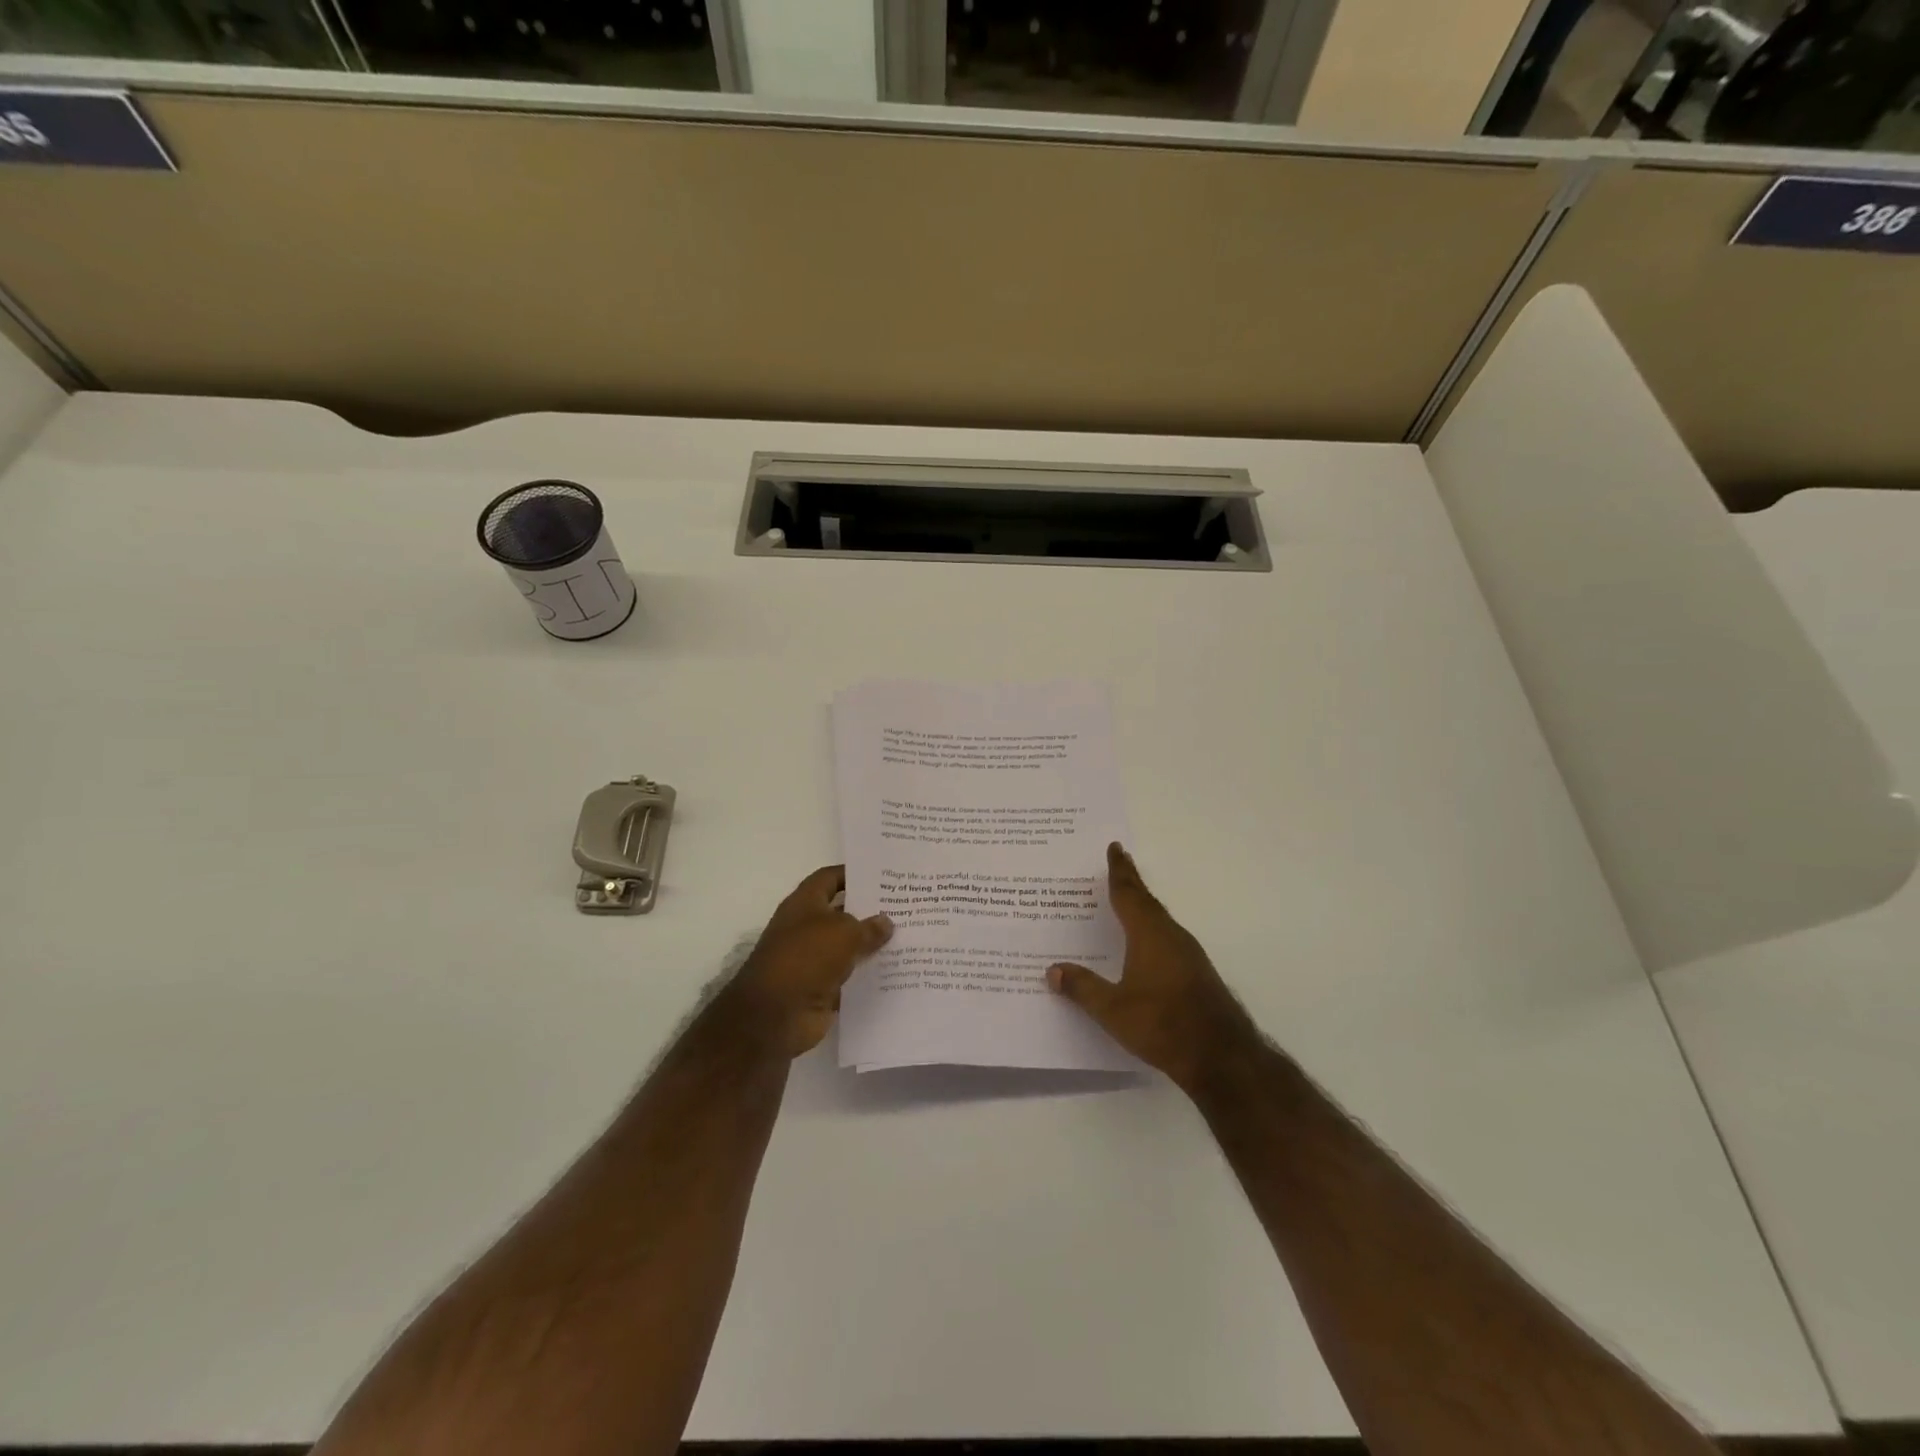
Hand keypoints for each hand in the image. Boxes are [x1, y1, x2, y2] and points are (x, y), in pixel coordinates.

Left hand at [723, 865, 892, 1058]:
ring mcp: (813, 960)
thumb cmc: (806, 958)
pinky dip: (867, 975)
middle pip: (842, 913)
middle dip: (870, 911)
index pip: (829, 878)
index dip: (853, 874)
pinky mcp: (820, 988)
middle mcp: (806, 928)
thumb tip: (886, 922)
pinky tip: (896, 970)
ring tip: (907, 937)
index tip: (882, 876)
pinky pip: (849, 977)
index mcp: (804, 904)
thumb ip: (868, 926)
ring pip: (848, 947)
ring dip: (872, 945)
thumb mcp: (843, 933)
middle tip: (904, 906)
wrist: (775, 1015)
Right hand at [1047, 842, 1256, 1092]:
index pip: (1129, 893)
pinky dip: (1150, 930)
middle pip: (1146, 901)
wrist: (1221, 1056)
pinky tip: (1142, 946)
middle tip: (1117, 865)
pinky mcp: (1196, 973)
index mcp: (1149, 933)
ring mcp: (1188, 954)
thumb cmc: (1162, 1024)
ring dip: (1141, 907)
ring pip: (1159, 920)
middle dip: (1130, 883)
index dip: (1120, 870)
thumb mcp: (1112, 1009)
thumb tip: (1053, 970)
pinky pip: (1167, 939)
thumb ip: (1082, 988)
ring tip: (1123, 903)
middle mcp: (1171, 935)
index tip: (1115, 847)